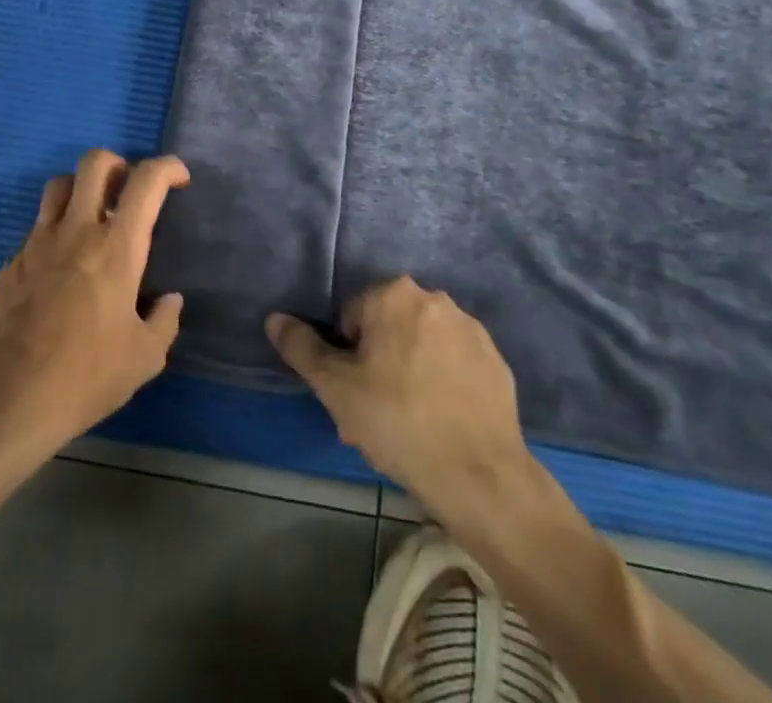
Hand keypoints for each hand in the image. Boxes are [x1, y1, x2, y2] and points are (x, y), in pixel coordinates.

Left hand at [0, 150, 188, 467]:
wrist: (9, 398)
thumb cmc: (86, 376)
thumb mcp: (144, 358)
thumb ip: (164, 321)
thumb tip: (170, 301)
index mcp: (117, 247)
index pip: (146, 182)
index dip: (167, 167)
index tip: (179, 178)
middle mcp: (77, 231)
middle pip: (94, 163)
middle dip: (117, 163)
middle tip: (127, 189)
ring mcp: (38, 243)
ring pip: (59, 186)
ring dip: (81, 189)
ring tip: (92, 217)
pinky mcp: (12, 262)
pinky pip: (37, 228)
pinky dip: (55, 232)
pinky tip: (61, 267)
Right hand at [266, 277, 540, 526]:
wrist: (480, 476)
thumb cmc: (398, 421)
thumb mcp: (335, 387)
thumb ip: (302, 348)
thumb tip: (275, 318)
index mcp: (393, 295)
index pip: (351, 318)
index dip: (345, 358)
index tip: (352, 396)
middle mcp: (434, 299)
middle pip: (388, 330)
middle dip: (377, 365)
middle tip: (374, 415)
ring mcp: (471, 329)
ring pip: (422, 346)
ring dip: (409, 373)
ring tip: (408, 424)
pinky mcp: (496, 361)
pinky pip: (454, 365)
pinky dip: (443, 384)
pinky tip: (440, 423)